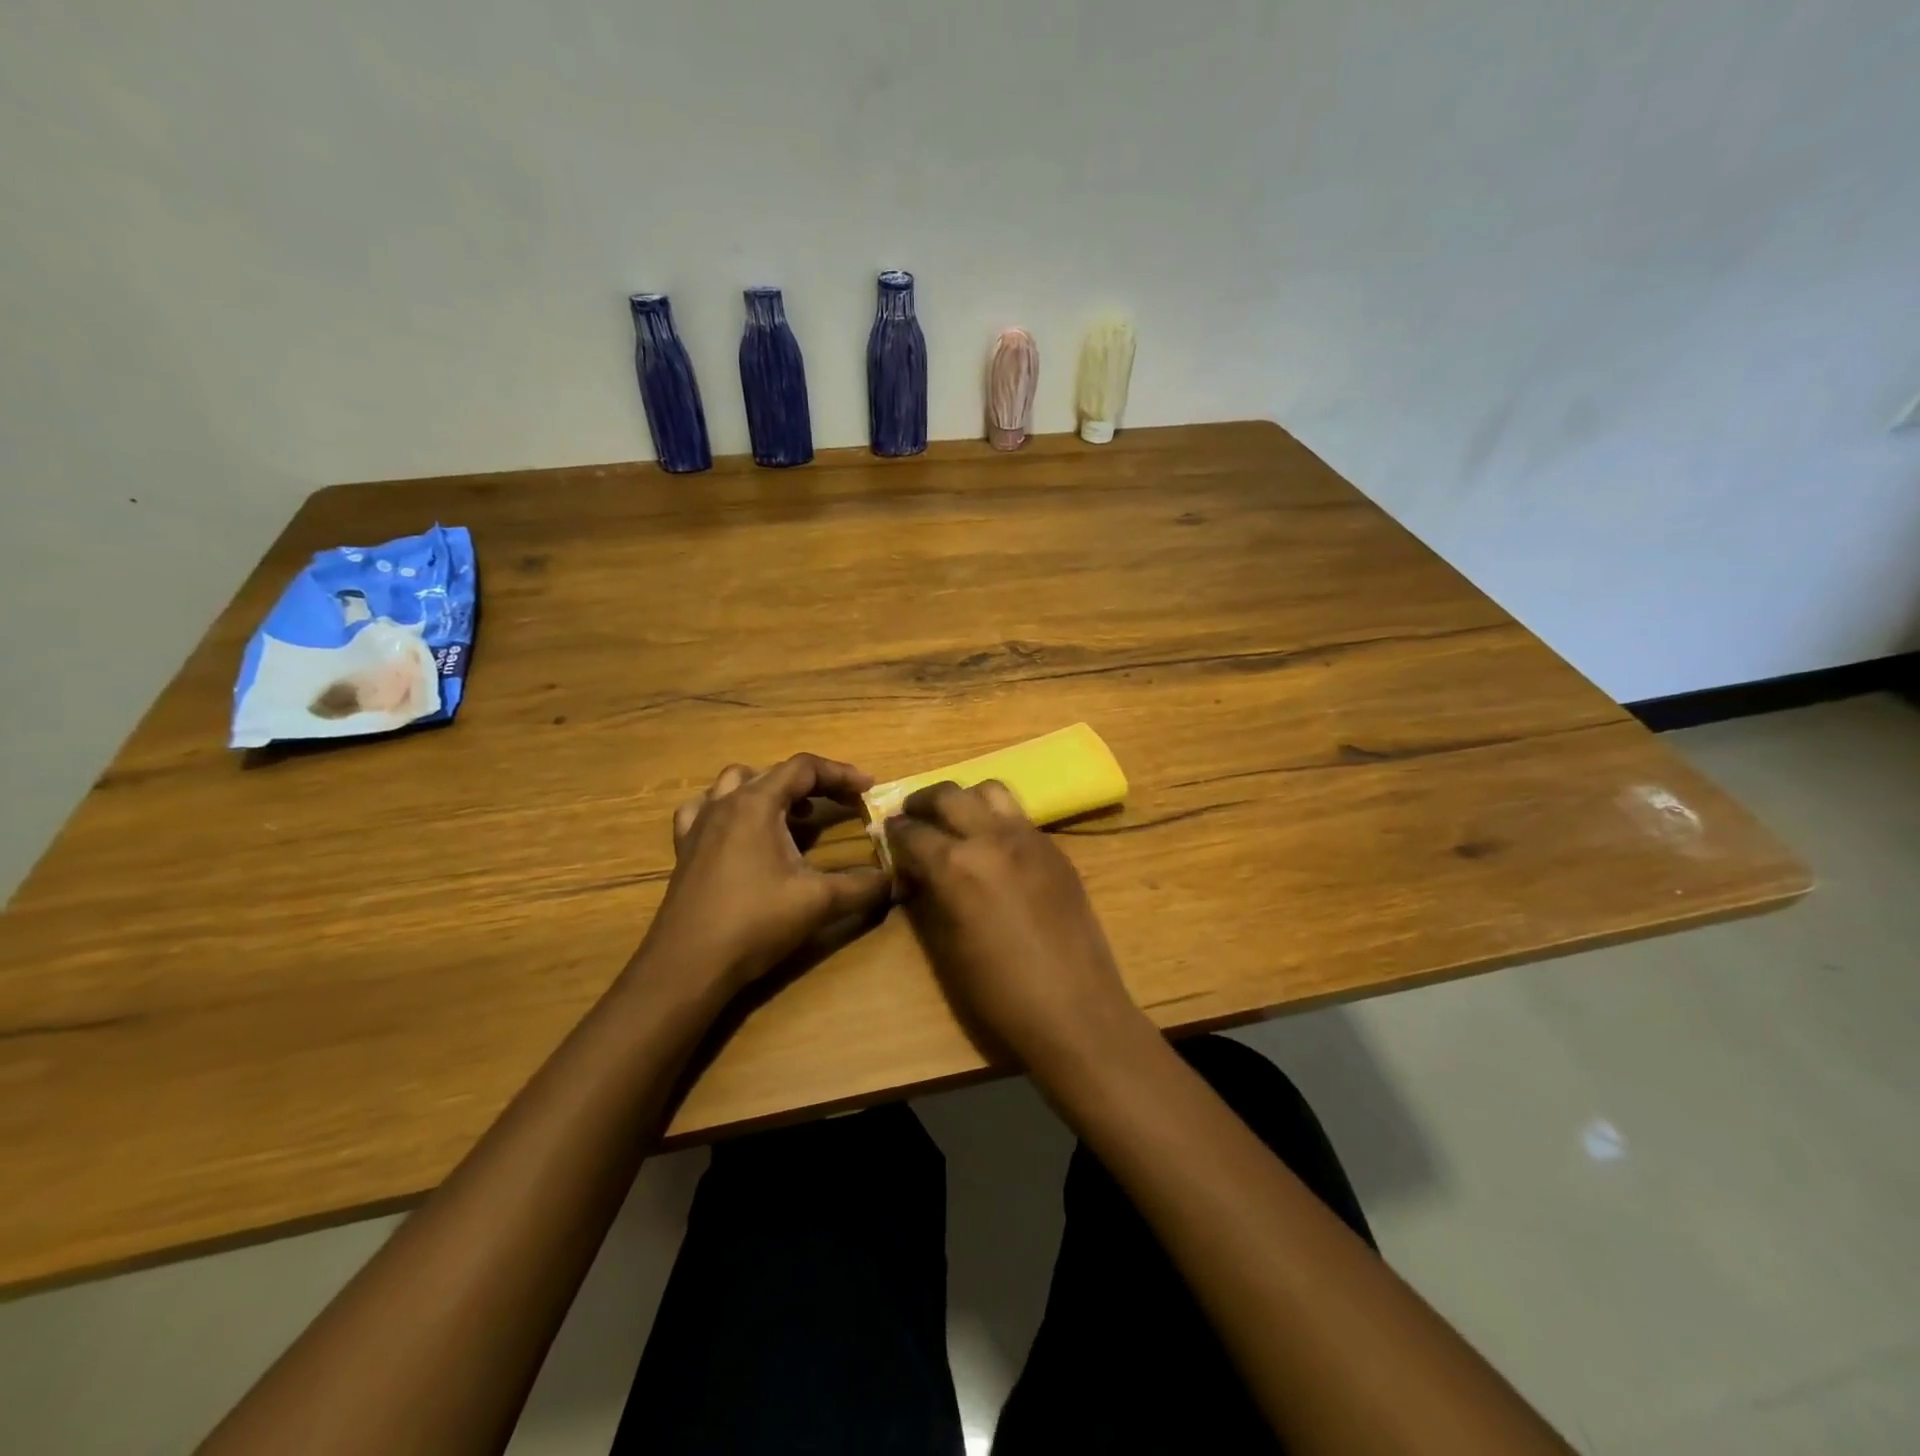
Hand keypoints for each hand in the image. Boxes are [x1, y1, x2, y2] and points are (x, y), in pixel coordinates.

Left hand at [641, 755, 892, 994]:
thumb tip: (897, 880)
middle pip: (773, 772)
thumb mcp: (818, 902)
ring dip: (769, 789)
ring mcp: (699, 824)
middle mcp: (725, 804)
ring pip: (735, 783)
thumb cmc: (754, 924)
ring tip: (793, 813)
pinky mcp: (684, 849)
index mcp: (756, 804)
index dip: (840, 773)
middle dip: (812, 783)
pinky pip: (704, 809)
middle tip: (840, 803)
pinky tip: (740, 831)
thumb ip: (863, 887)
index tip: (868, 789)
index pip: (804, 768)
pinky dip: (728, 808)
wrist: (687, 966)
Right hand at [884, 780, 1142, 1065]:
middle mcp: (991, 838)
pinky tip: (993, 846)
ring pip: (989, 789)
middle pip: (947, 794)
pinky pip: (1018, 815)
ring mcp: (1029, 838)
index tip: (886, 836)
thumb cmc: (999, 993)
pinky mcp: (1056, 849)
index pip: (911, 831)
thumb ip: (927, 897)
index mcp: (956, 865)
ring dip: (964, 799)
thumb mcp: (946, 947)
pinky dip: (996, 818)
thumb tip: (914, 873)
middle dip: (921, 802)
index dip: (892, 833)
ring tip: (955, 821)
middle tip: (911, 818)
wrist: (1075, 1009)